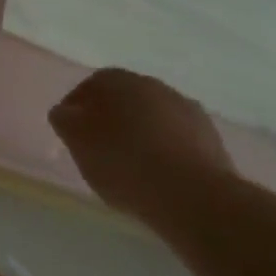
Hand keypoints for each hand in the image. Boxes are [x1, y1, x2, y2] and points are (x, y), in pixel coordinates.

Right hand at [49, 69, 238, 228]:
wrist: (193, 195)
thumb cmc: (122, 161)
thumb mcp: (76, 140)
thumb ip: (64, 120)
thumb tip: (66, 112)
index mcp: (117, 80)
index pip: (88, 87)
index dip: (77, 111)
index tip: (72, 135)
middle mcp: (153, 85)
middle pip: (123, 100)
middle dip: (111, 120)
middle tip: (99, 150)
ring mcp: (187, 110)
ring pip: (152, 119)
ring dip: (141, 136)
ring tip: (130, 167)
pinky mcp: (212, 139)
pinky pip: (177, 140)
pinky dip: (165, 152)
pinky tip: (158, 176)